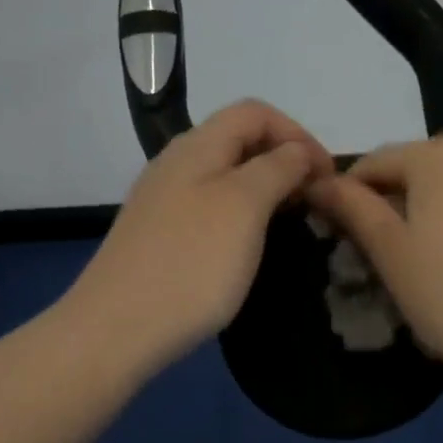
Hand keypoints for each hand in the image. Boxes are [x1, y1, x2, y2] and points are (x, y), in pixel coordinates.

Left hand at [64, 100, 330, 376]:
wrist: (115, 330)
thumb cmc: (191, 263)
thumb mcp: (244, 206)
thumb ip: (277, 168)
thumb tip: (298, 151)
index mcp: (197, 146)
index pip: (255, 112)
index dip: (297, 134)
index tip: (327, 176)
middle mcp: (176, 164)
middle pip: (239, 140)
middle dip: (284, 160)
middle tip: (315, 200)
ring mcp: (163, 201)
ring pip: (225, 176)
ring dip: (265, 189)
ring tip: (291, 222)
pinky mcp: (159, 236)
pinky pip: (210, 208)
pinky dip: (241, 215)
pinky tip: (250, 246)